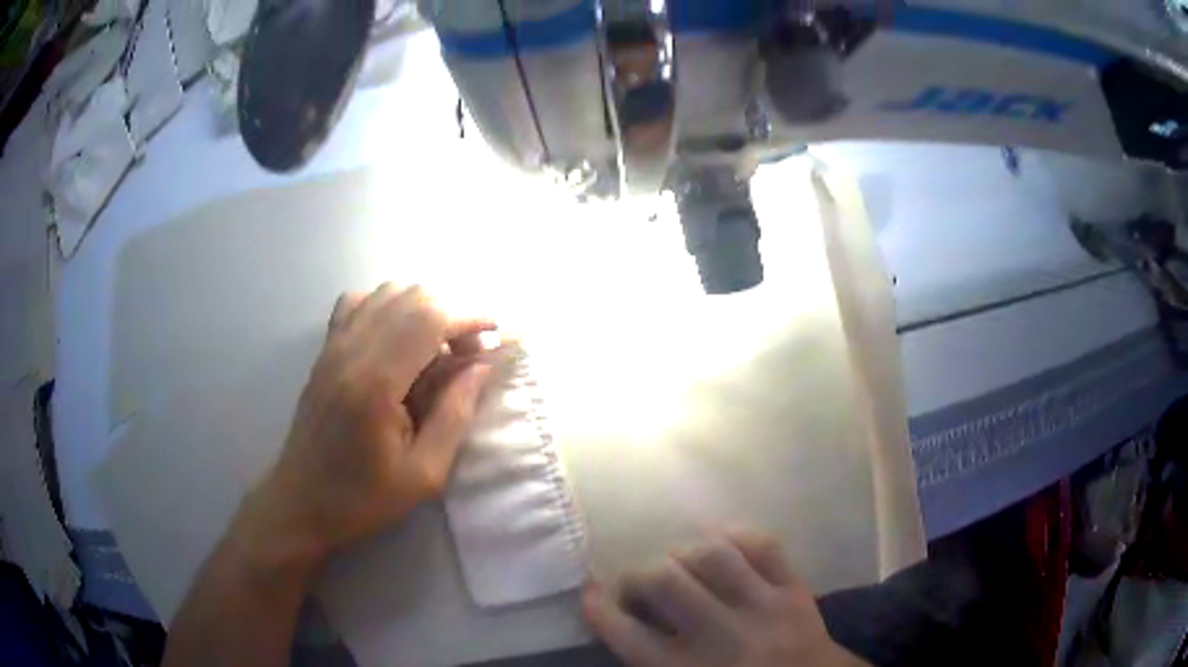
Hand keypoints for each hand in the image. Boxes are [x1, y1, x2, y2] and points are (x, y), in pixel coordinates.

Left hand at [242, 284, 494, 566]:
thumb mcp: (424, 474)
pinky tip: (397, 338)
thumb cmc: (363, 498)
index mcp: (376, 382)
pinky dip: (387, 306)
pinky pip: (357, 302)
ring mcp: (333, 345)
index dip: (471, 317)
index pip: (430, 319)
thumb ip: (455, 415)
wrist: (301, 501)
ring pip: (387, 292)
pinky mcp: (324, 350)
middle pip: (412, 296)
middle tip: (470, 354)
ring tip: (438, 347)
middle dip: (453, 313)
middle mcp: (352, 350)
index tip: (499, 334)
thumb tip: (482, 366)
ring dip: (424, 308)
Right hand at [583, 532, 866, 666]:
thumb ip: (650, 662)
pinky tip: (723, 547)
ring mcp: (764, 609)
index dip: (599, 608)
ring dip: (686, 555)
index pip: (627, 634)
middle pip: (664, 582)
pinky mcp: (795, 590)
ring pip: (712, 556)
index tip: (590, 594)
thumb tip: (619, 623)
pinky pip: (764, 545)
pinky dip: (736, 538)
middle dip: (638, 576)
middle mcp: (722, 638)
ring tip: (682, 566)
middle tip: (638, 585)